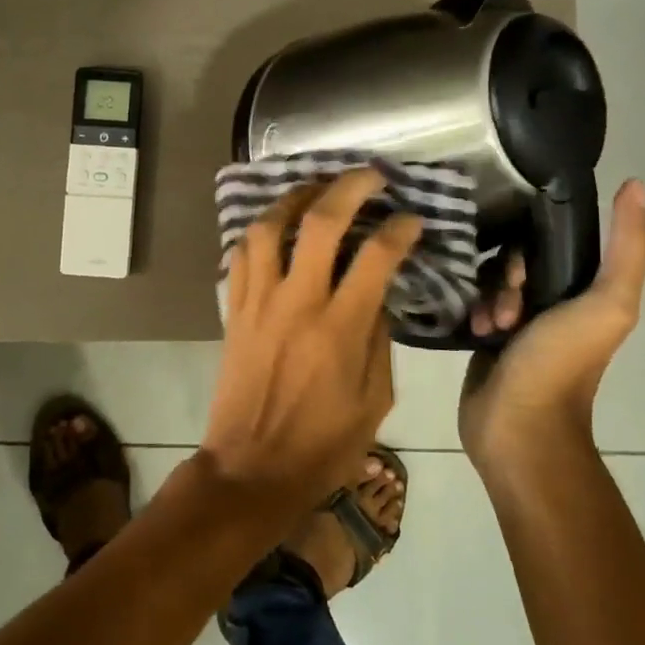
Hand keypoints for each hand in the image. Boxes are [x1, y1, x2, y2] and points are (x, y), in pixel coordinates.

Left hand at [203, 168, 422, 515]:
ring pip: (267, 228)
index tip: (412, 219)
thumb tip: (378, 294)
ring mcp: (258, 303)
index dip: (399, 229)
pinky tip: (274, 226)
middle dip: (348, 187)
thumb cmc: (322, 444)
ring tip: (316, 188)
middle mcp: (296, 304)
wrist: (251, 469)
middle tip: (370, 175)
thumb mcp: (374, 400)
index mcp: (339, 330)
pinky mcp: (233, 311)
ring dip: (294, 198)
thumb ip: (379, 339)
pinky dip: (257, 233)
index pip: (375, 256)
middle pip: (319, 223)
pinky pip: (239, 256)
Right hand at [458, 178, 644, 476]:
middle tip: (507, 306)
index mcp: (586, 292)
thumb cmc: (562, 363)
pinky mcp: (486, 337)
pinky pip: (471, 302)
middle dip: (506, 276)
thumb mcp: (606, 303)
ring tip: (489, 325)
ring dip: (487, 298)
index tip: (523, 272)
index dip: (534, 246)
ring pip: (489, 280)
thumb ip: (627, 247)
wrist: (518, 425)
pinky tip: (473, 330)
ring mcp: (517, 321)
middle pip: (516, 259)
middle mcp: (553, 302)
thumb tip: (635, 185)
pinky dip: (471, 312)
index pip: (554, 242)